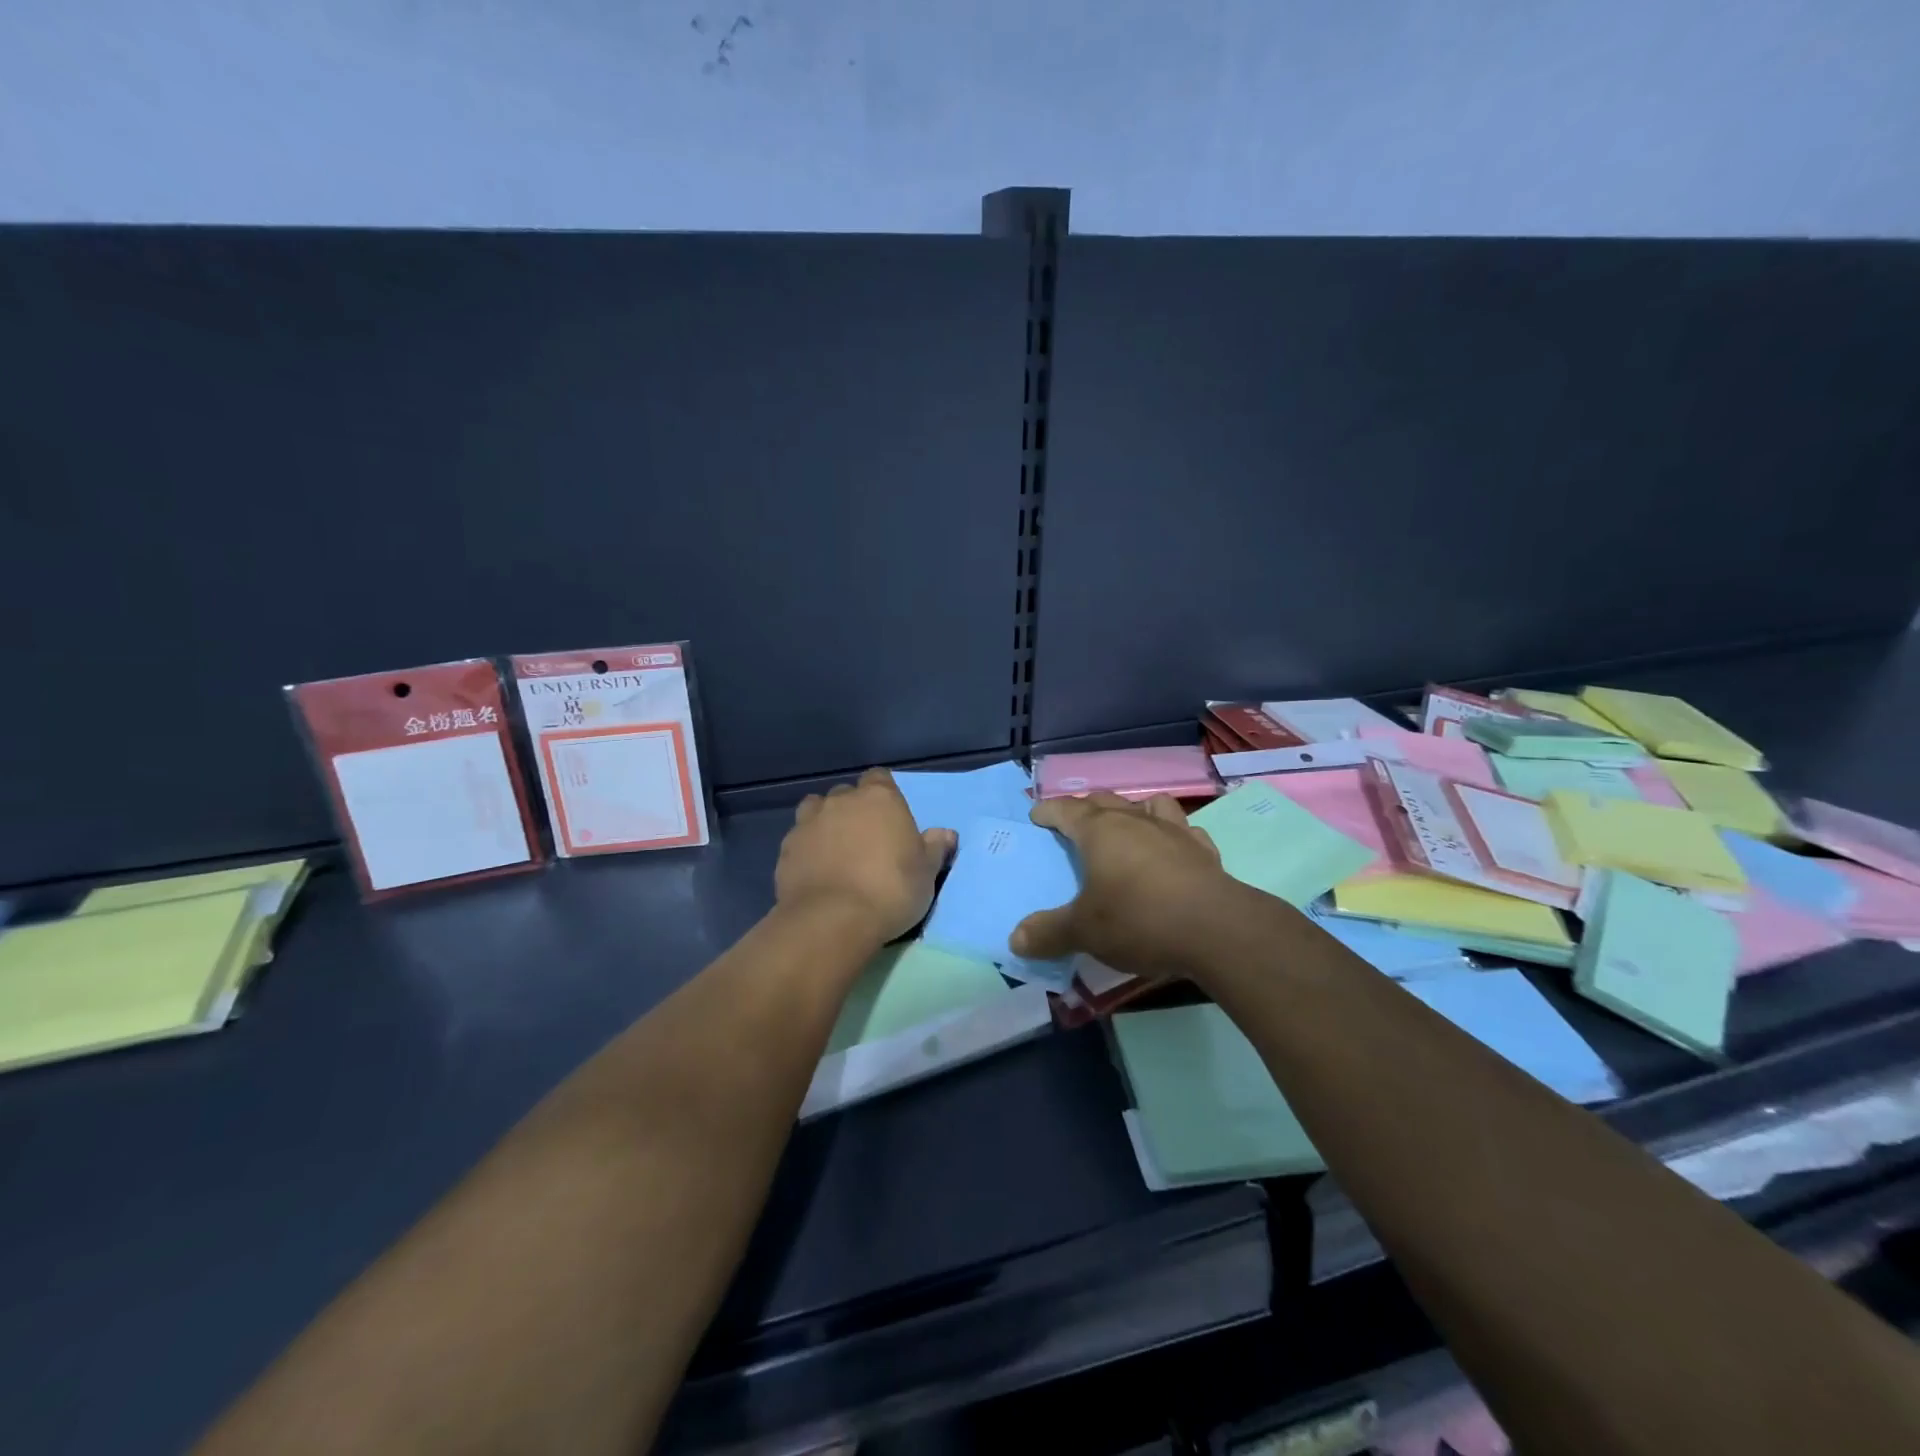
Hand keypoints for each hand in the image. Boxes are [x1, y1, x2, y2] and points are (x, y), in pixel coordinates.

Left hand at [775, 768, 955, 943]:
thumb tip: (946, 833)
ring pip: (815, 810)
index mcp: (880, 798)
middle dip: (852, 810)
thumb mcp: (926, 872)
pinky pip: (798, 840)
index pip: (879, 778)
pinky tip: (815, 872)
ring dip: (824, 823)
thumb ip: (935, 848)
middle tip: (864, 840)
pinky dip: (806, 850)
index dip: (883, 794)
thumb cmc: (891, 889)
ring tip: (834, 851)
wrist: (833, 919)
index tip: (889, 817)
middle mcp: (841, 801)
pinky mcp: (786, 849)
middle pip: (846, 794)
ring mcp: (808, 822)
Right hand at [1010, 792, 1236, 979]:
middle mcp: (1135, 821)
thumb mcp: (1084, 932)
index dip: (1049, 811)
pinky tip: (1173, 851)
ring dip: (1133, 810)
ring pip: (1149, 805)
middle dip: (1085, 808)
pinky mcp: (1205, 851)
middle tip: (1074, 823)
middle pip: (1105, 801)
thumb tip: (1015, 939)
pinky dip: (1173, 835)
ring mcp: (1174, 832)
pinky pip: (1185, 830)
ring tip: (1128, 826)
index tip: (1037, 815)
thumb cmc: (1139, 920)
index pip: (1066, 809)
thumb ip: (1048, 933)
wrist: (1217, 930)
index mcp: (1100, 831)